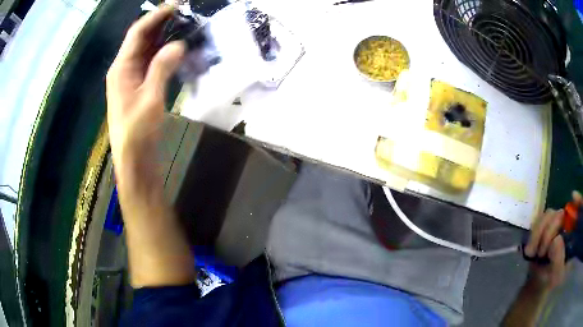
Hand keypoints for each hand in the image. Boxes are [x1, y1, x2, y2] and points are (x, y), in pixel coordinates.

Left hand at [106, 6, 184, 182]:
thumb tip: (179, 44)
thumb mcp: (150, 99)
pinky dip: (164, 54)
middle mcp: (123, 69)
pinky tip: (178, 50)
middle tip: (185, 13)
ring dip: (164, 37)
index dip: (156, 16)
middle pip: (142, 38)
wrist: (134, 161)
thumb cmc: (137, 132)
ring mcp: (131, 78)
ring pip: (147, 50)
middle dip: (161, 23)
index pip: (138, 32)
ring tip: (185, 27)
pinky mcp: (138, 87)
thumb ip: (162, 68)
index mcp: (121, 68)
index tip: (177, 4)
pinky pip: (151, 63)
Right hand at [524, 191, 580, 289]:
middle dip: (549, 230)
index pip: (579, 211)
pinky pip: (538, 219)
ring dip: (538, 233)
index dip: (578, 202)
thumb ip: (558, 259)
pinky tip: (531, 248)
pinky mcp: (544, 226)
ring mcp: (555, 225)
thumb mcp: (555, 275)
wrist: (536, 284)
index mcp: (573, 236)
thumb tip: (556, 239)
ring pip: (548, 214)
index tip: (573, 197)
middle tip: (541, 252)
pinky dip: (533, 233)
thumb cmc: (548, 281)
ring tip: (533, 253)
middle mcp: (566, 226)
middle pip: (560, 213)